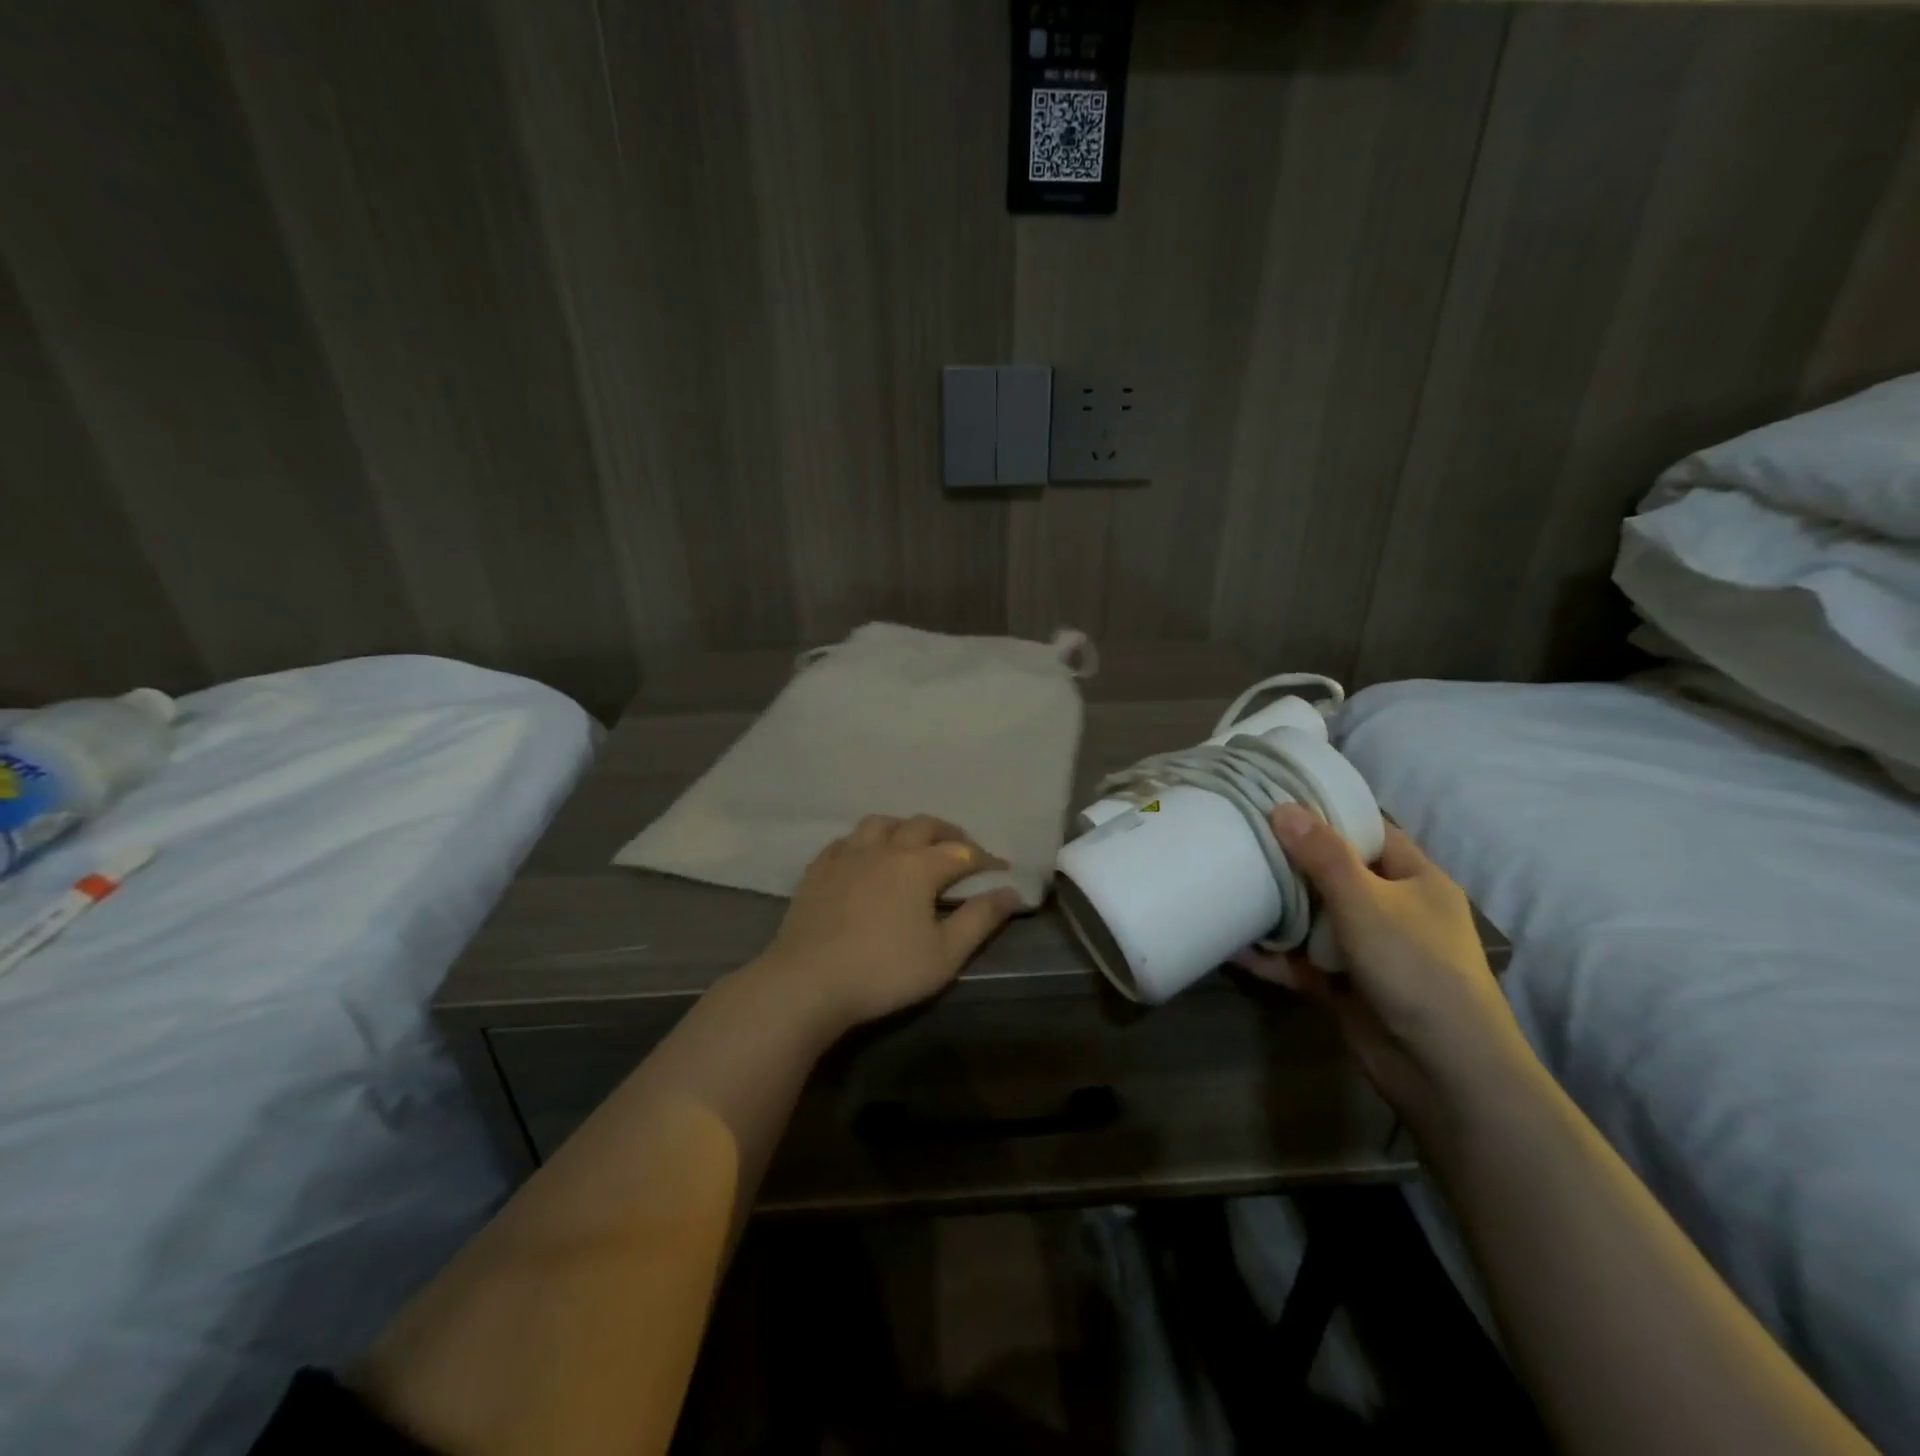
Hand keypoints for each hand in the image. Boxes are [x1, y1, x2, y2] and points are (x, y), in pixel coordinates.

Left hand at [751, 814, 1023, 1033]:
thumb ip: (980, 919)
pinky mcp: (819, 868)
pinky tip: (865, 856)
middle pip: (923, 825)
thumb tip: (1011, 892)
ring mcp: (848, 854)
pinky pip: (847, 840)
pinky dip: (866, 841)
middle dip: (949, 834)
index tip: (1001, 871)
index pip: (963, 852)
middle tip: (962, 850)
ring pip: (881, 823)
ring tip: (914, 845)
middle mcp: (885, 848)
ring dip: (905, 828)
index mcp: (919, 865)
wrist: (807, 982)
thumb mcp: (944, 954)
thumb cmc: (884, 971)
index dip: (986, 859)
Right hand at [1238, 805, 1529, 1124]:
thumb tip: (1283, 806)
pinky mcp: (1346, 987)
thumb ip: (1323, 855)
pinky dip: (1272, 956)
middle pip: (1335, 873)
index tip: (1281, 799)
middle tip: (1243, 837)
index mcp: (1416, 880)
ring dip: (1277, 909)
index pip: (1372, 832)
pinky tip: (1232, 946)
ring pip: (1315, 918)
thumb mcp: (1367, 901)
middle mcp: (1394, 911)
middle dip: (1292, 860)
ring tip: (1229, 883)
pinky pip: (1302, 962)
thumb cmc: (1416, 968)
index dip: (1330, 814)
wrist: (1445, 1070)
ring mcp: (1369, 951)